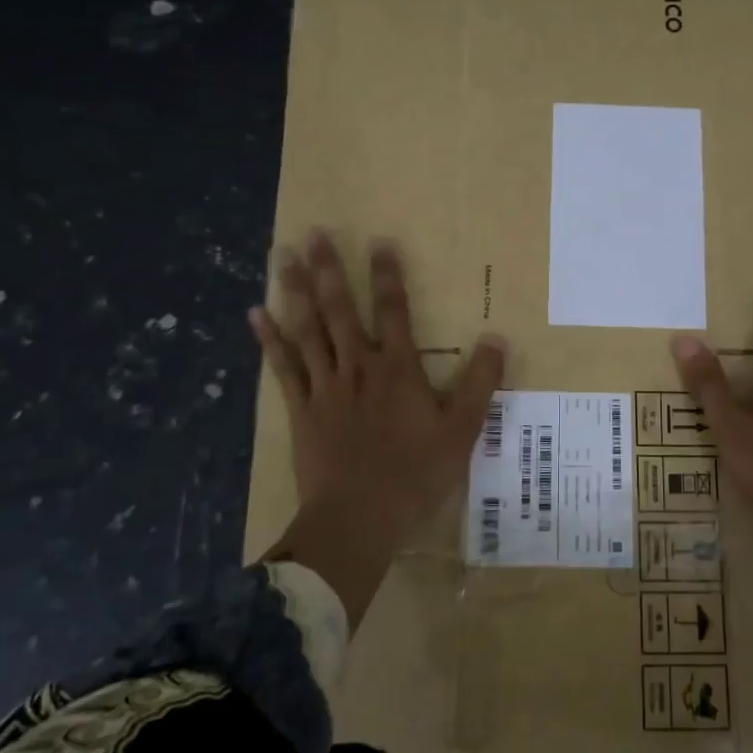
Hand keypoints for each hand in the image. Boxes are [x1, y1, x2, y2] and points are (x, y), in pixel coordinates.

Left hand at [251, 232, 504, 623]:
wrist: (358, 520)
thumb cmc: (414, 476)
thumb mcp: (462, 432)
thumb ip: (480, 384)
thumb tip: (496, 339)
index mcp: (398, 370)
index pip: (394, 311)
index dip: (388, 275)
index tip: (378, 241)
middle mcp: (358, 367)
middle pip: (341, 310)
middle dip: (328, 269)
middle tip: (312, 233)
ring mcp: (325, 387)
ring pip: (307, 329)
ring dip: (295, 291)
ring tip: (281, 256)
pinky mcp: (301, 409)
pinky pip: (282, 367)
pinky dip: (269, 340)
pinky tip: (255, 313)